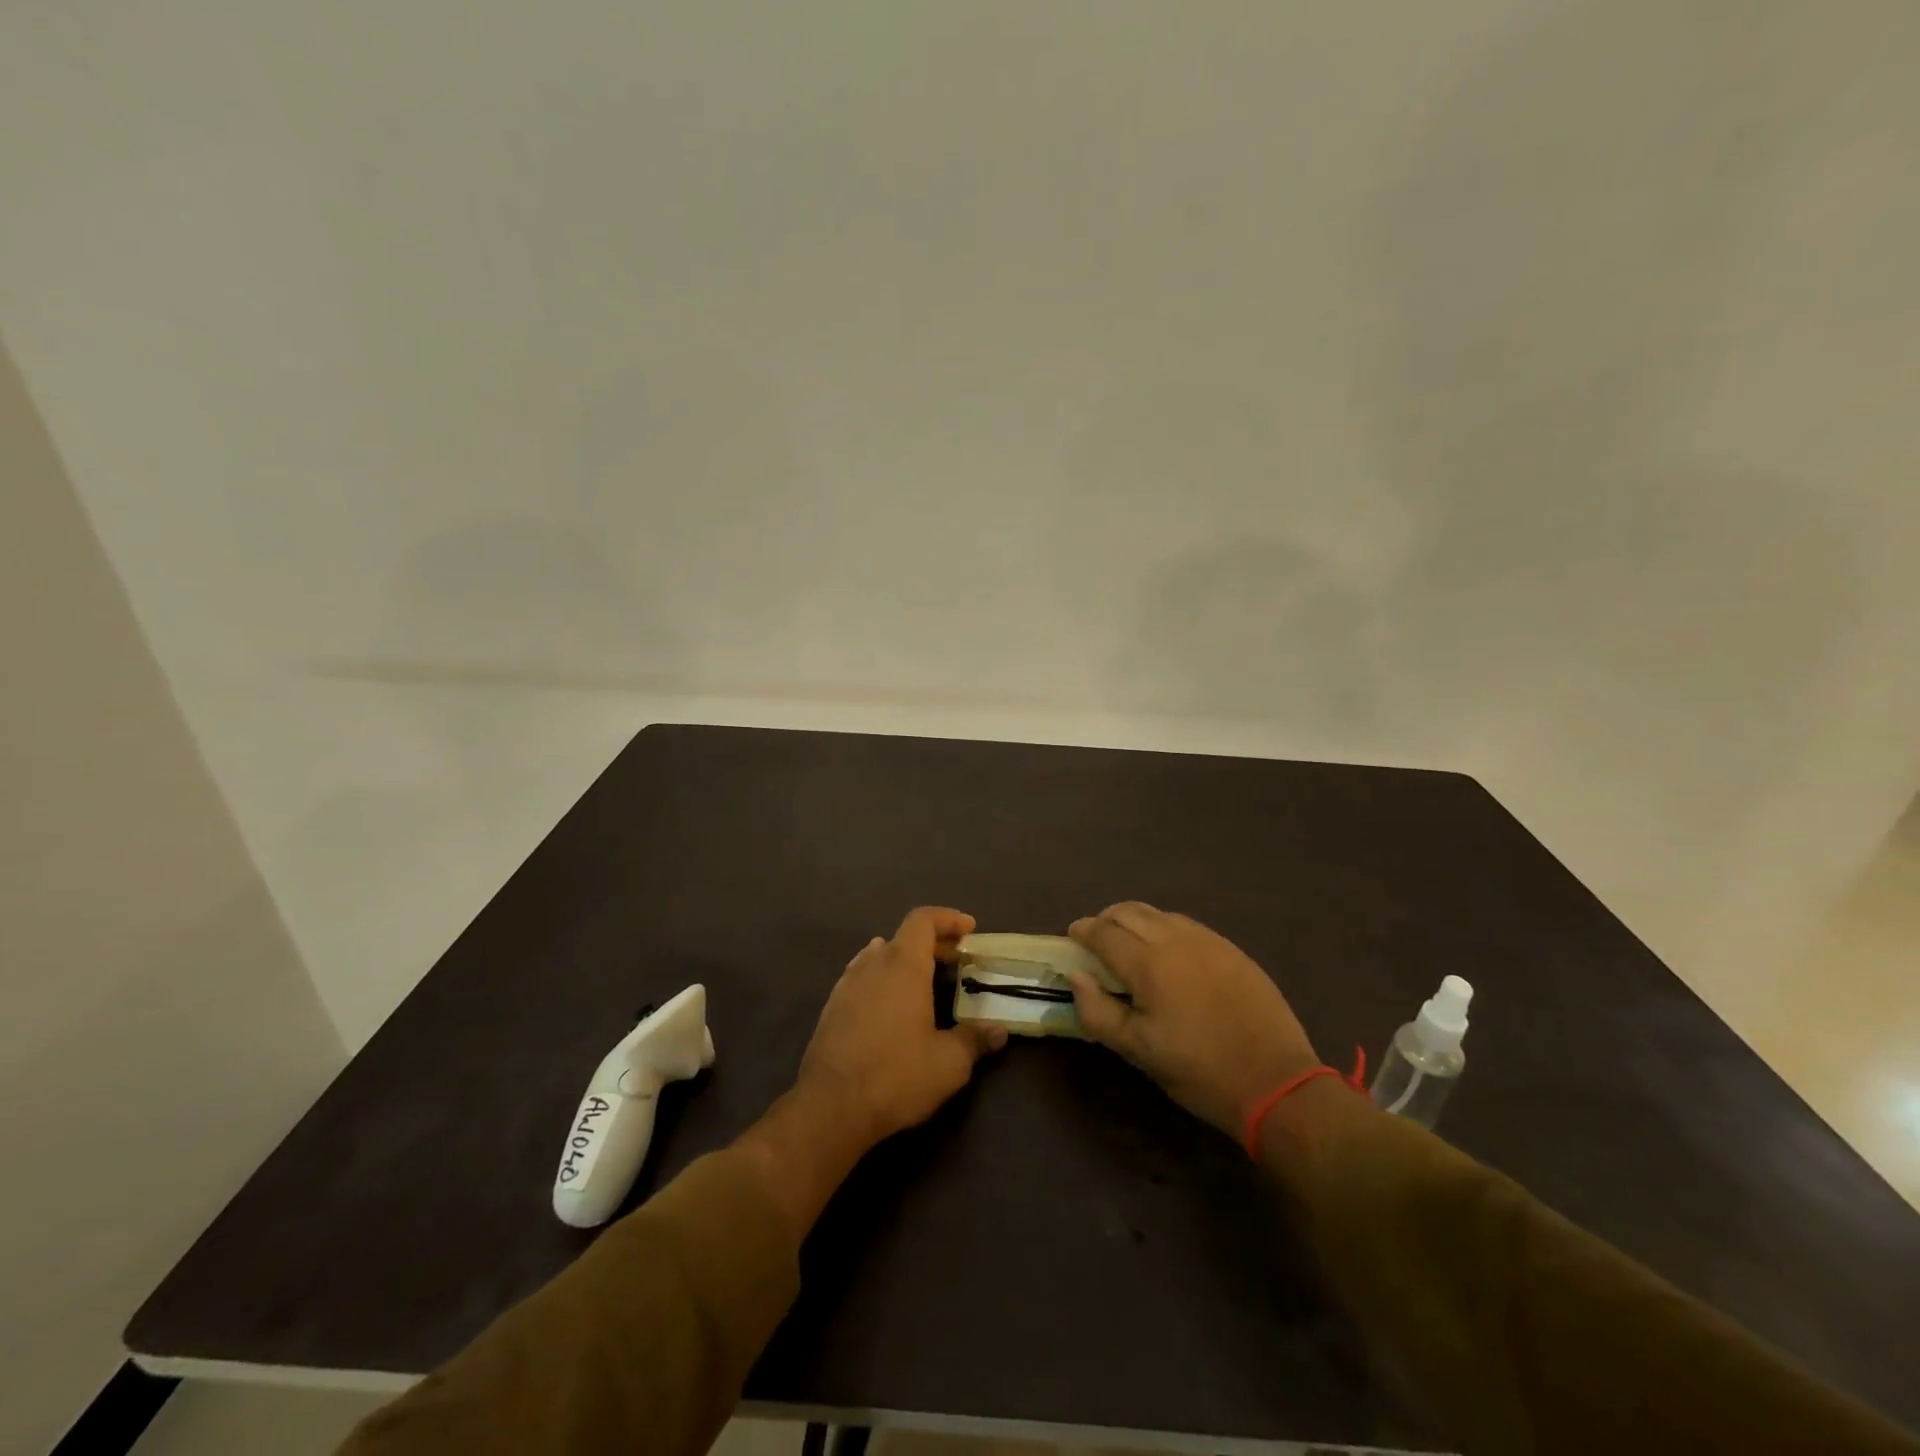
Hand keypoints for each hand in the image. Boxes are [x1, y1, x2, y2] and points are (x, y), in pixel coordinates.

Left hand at [796, 906, 1006, 1146]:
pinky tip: (891, 1004)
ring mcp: (847, 985)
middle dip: (933, 943)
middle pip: (904, 937)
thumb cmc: (896, 1075)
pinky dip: (883, 978)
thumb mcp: (948, 1063)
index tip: (969, 929)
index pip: (923, 920)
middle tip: (957, 960)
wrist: (830, 1106)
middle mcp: (873, 965)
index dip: (947, 918)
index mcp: (903, 965)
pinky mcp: (832, 1008)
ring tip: (926, 979)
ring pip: (880, 956)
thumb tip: (999, 1031)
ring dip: (906, 960)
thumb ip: (975, 1040)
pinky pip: (862, 977)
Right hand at [1065, 902, 1319, 1137]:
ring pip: (1159, 913)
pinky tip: (1168, 952)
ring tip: (1130, 943)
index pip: (1104, 933)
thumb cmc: (1199, 1071)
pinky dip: (1165, 928)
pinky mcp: (1231, 949)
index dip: (1083, 931)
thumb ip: (1098, 1011)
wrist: (1276, 1081)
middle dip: (1106, 919)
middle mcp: (1176, 940)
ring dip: (1135, 920)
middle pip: (1129, 912)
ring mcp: (1208, 941)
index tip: (1072, 936)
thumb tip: (1076, 977)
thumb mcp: (1139, 1051)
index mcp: (1148, 965)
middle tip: (1097, 940)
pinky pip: (1186, 925)